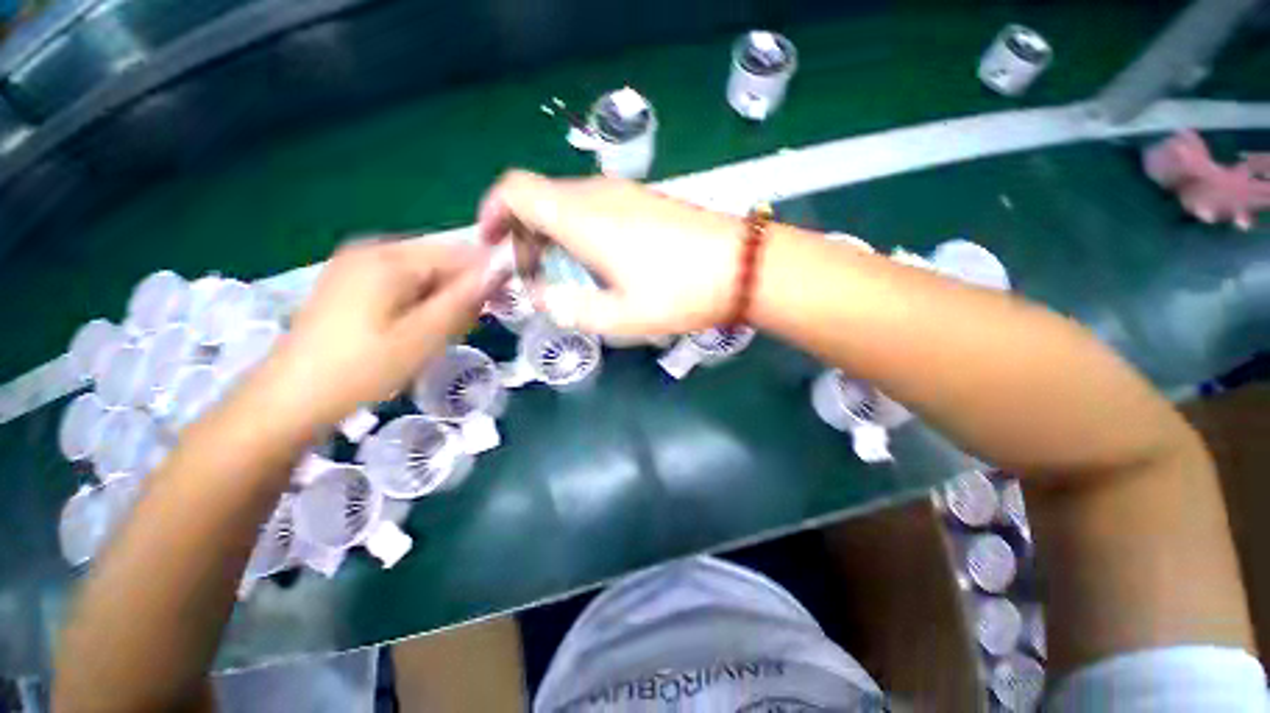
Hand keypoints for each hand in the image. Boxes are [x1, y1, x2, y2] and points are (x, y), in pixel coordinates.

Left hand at [260, 237, 489, 432]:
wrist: (291, 398)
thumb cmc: (363, 368)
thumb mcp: (424, 335)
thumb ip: (465, 298)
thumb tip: (501, 267)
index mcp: (390, 257)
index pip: (460, 252)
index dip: (486, 277)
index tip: (498, 307)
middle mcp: (373, 249)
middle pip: (440, 260)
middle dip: (461, 291)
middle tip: (462, 329)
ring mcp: (357, 263)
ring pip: (424, 274)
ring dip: (442, 300)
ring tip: (438, 334)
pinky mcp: (350, 281)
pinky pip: (403, 282)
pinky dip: (420, 302)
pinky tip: (415, 329)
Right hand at [478, 170, 744, 335]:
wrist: (741, 266)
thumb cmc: (680, 293)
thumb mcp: (619, 316)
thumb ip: (569, 308)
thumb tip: (540, 296)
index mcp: (583, 217)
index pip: (516, 191)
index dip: (492, 212)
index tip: (492, 246)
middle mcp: (598, 194)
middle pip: (539, 198)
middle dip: (523, 234)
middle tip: (532, 276)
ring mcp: (625, 193)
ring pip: (566, 203)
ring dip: (552, 235)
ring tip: (564, 275)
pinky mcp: (644, 201)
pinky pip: (594, 208)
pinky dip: (578, 231)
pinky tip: (597, 263)